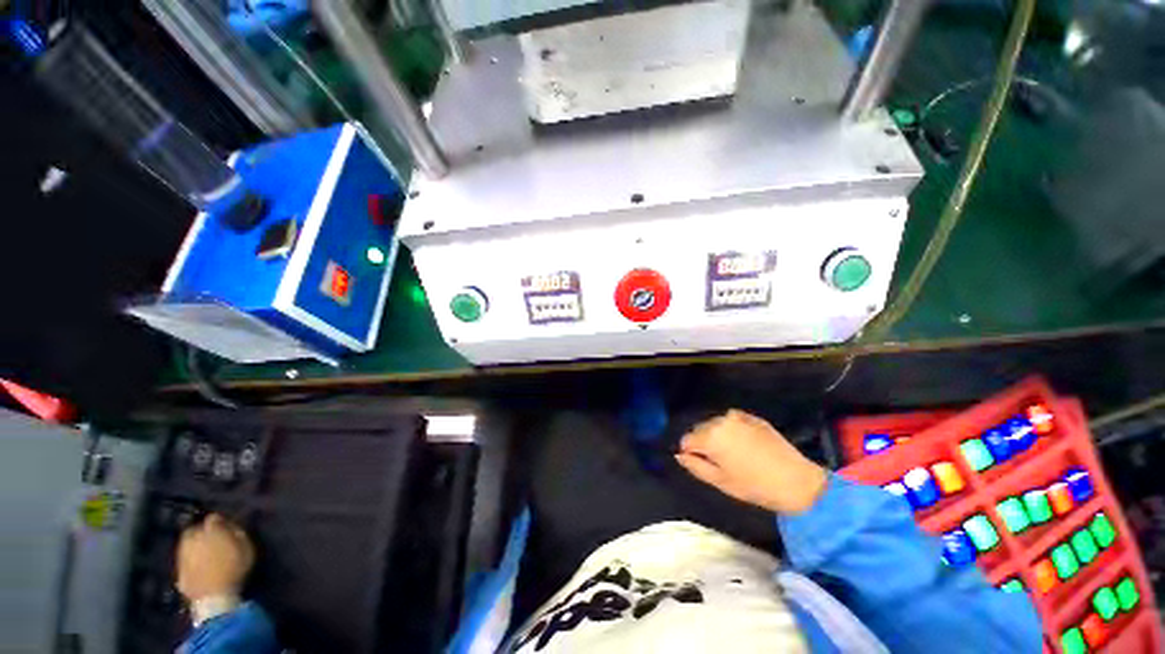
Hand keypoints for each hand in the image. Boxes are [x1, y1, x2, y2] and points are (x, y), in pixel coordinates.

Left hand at [176, 514, 254, 601]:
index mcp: (211, 532)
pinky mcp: (178, 569)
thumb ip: (239, 534)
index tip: (226, 524)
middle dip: (202, 531)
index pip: (213, 518)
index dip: (220, 520)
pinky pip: (184, 559)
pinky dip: (190, 558)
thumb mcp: (246, 549)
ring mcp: (183, 555)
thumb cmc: (234, 570)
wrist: (214, 597)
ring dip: (195, 544)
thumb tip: (232, 526)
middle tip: (213, 537)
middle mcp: (193, 540)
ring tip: (204, 550)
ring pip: (186, 543)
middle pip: (195, 529)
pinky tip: (197, 564)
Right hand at [676, 410, 827, 513]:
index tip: (702, 464)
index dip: (691, 452)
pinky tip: (747, 445)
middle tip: (720, 462)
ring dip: (718, 435)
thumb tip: (680, 455)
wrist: (797, 482)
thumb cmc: (754, 486)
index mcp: (711, 436)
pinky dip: (733, 430)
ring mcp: (739, 417)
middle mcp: (721, 420)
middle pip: (701, 429)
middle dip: (704, 442)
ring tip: (735, 454)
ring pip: (717, 424)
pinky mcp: (753, 417)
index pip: (687, 439)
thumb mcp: (720, 481)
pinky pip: (733, 421)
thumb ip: (695, 465)